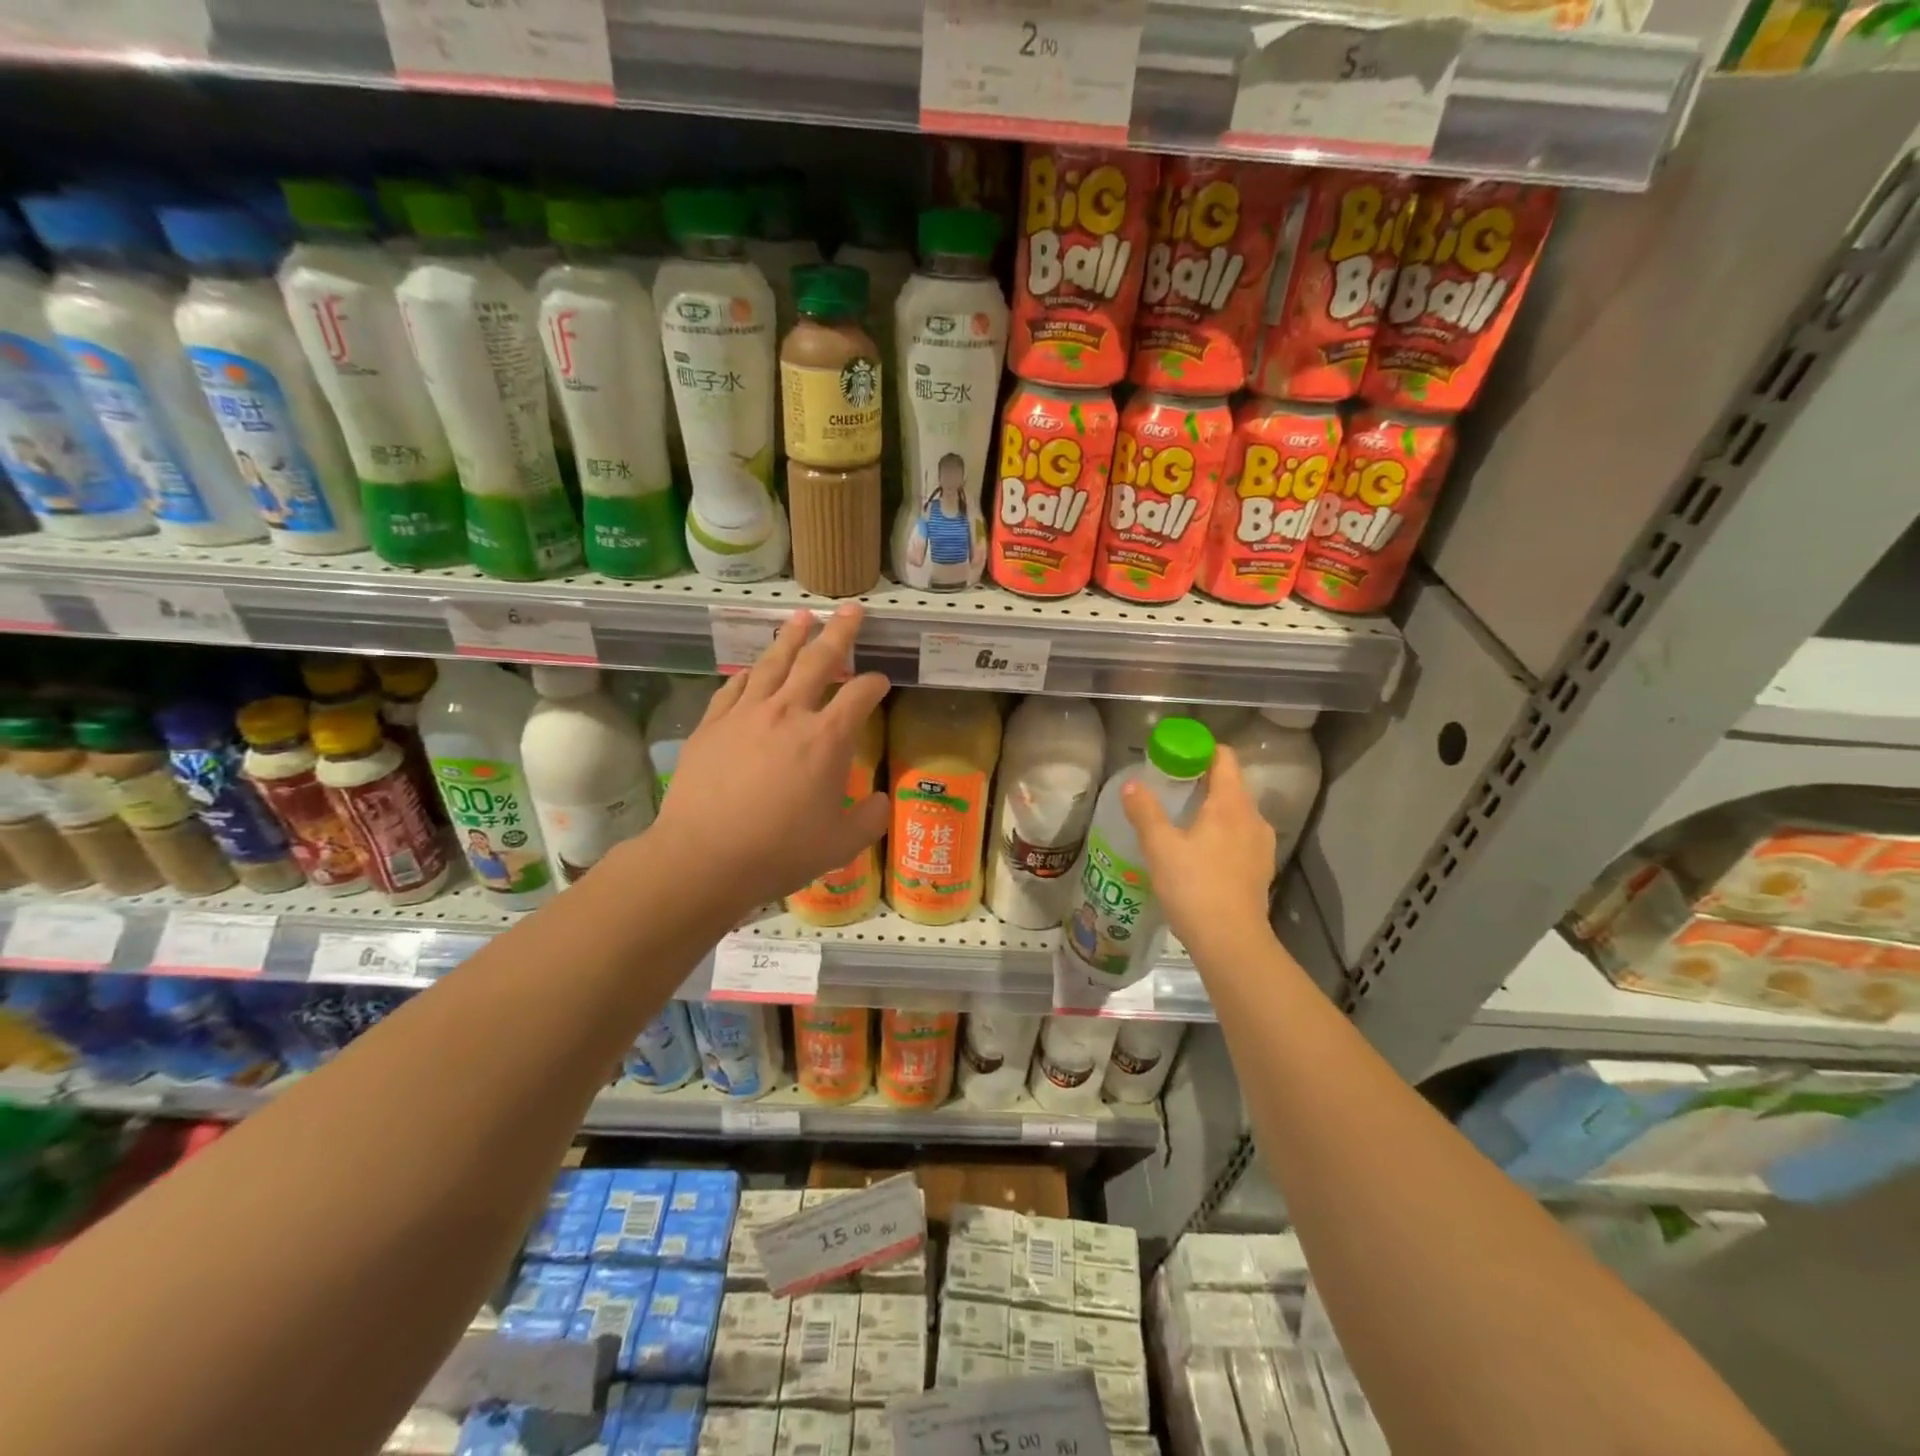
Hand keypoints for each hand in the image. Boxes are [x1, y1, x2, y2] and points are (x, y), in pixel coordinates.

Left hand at [652, 605, 889, 912]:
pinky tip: (754, 667)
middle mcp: (789, 713)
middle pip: (819, 660)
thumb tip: (881, 802)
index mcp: (827, 738)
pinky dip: (750, 672)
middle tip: (851, 609)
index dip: (875, 684)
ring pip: (774, 662)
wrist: (703, 857)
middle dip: (840, 632)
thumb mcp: (841, 843)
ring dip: (792, 636)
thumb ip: (870, 818)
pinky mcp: (712, 724)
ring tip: (803, 616)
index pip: (860, 695)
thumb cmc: (780, 851)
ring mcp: (746, 714)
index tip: (881, 682)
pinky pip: (735, 687)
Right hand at [1121, 745, 1274, 960]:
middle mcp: (1253, 818)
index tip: (1175, 757)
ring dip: (1213, 810)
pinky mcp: (1261, 870)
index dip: (1200, 751)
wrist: (1231, 942)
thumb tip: (1131, 784)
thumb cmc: (1194, 887)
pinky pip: (1241, 838)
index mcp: (1231, 804)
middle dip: (1202, 781)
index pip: (1224, 758)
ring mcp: (1261, 845)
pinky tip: (1201, 854)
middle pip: (1231, 785)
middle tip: (1170, 790)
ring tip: (1183, 823)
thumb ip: (1145, 811)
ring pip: (1237, 814)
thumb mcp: (1159, 846)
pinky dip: (1222, 835)